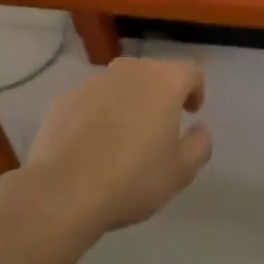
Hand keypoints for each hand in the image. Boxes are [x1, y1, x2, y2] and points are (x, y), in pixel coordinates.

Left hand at [24, 59, 212, 230]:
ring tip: (124, 135)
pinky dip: (98, 114)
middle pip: (153, 73)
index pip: (191, 72)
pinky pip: (91, 101)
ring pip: (120, 85)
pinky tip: (93, 144)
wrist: (63, 192)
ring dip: (128, 102)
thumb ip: (200, 144)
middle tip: (160, 125)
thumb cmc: (133, 178)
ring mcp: (93, 82)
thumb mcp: (181, 171)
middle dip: (161, 94)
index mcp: (164, 81)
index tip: (191, 113)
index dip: (196, 90)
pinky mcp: (64, 100)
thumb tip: (200, 129)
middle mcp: (130, 71)